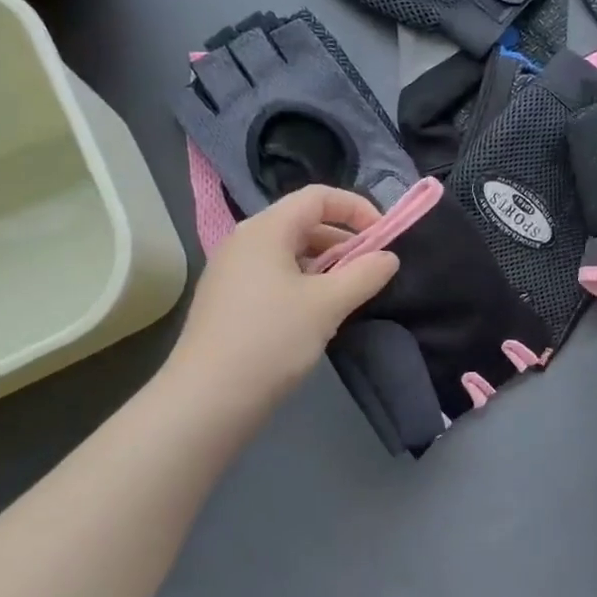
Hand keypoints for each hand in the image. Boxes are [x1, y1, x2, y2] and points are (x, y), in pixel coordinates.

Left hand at [168, 187, 399, 413]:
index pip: (318, 197)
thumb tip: (388, 257)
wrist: (208, 399)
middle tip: (371, 270)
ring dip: (325, 266)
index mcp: (265, 229)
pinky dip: (303, 284)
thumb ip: (364, 274)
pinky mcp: (228, 301)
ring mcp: (231, 272)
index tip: (385, 236)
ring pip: (289, 253)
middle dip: (343, 241)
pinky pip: (274, 277)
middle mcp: (244, 241)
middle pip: (303, 223)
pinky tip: (316, 316)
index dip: (356, 208)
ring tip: (348, 295)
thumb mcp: (328, 305)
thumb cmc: (272, 340)